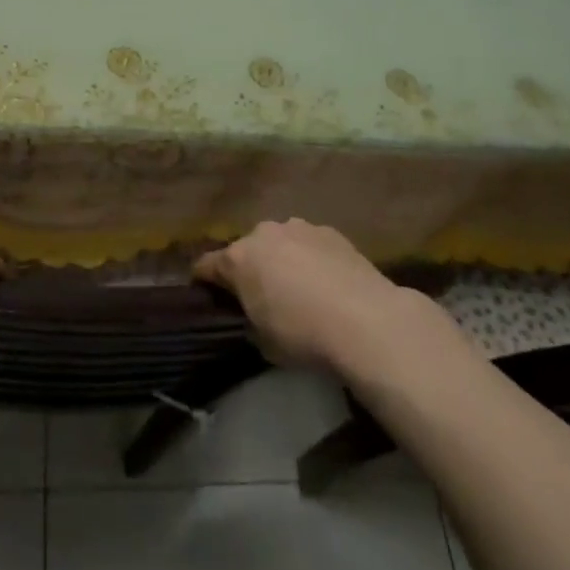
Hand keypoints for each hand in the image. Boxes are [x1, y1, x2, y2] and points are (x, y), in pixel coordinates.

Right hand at [194, 218, 423, 370]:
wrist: (365, 320)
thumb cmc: (303, 334)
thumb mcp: (263, 341)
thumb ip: (250, 320)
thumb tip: (254, 315)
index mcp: (238, 259)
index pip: (206, 266)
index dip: (204, 281)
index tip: (207, 295)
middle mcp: (263, 234)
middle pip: (246, 250)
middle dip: (249, 269)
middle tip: (261, 296)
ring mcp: (299, 228)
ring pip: (279, 243)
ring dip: (281, 260)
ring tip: (298, 288)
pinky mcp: (331, 232)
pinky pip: (309, 245)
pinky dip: (310, 258)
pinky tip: (326, 282)